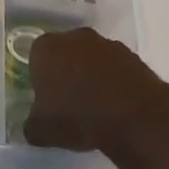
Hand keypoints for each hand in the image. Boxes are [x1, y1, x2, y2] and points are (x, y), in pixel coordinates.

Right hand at [23, 28, 168, 159]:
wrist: (135, 118)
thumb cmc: (78, 117)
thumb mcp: (43, 131)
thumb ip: (32, 126)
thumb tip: (33, 127)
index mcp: (46, 48)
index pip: (35, 58)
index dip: (40, 78)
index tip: (46, 99)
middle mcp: (75, 38)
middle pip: (65, 53)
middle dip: (66, 72)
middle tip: (69, 102)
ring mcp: (107, 44)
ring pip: (92, 59)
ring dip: (92, 75)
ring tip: (96, 107)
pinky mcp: (133, 57)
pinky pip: (116, 68)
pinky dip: (114, 82)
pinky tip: (117, 106)